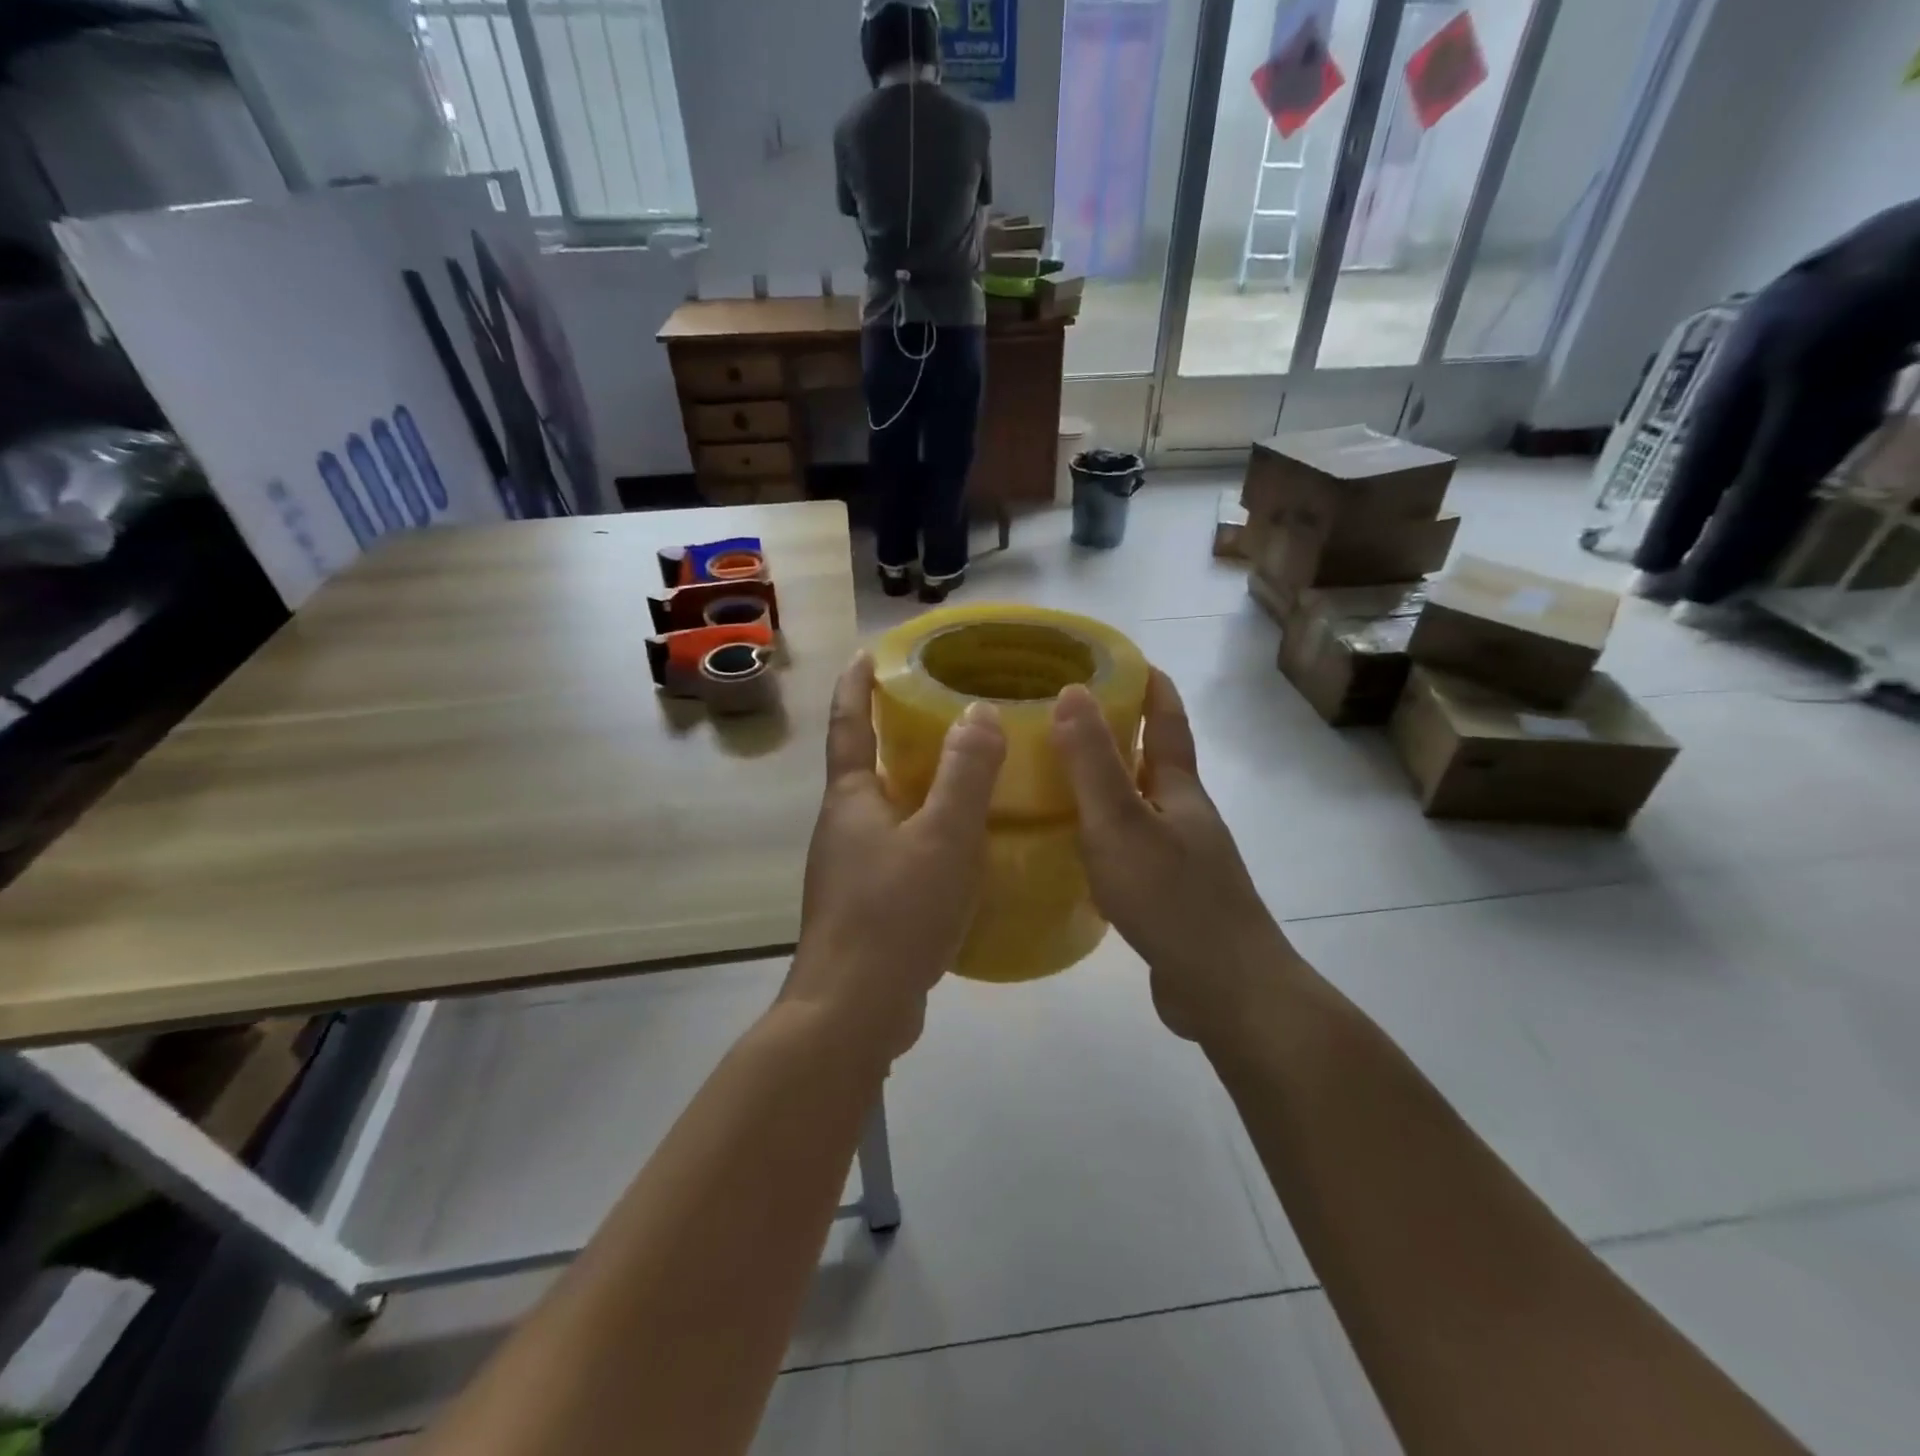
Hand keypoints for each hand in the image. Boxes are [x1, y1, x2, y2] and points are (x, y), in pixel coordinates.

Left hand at [785, 653, 1005, 1059]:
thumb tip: (978, 711)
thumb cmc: (895, 913)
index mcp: (850, 800)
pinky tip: (959, 850)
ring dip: (912, 788)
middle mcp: (841, 828)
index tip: (868, 653)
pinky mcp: (865, 908)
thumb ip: (966, 774)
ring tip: (960, 775)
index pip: (848, 724)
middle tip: (938, 711)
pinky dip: (923, 835)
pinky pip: (897, 852)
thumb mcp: (943, 837)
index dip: (855, 685)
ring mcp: (849, 871)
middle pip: (864, 766)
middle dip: (892, 734)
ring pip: (884, 813)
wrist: (853, 1011)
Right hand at [1051, 669, 1295, 1043]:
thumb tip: (1073, 691)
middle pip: (1154, 762)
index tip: (1123, 657)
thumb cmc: (1173, 899)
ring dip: (1109, 786)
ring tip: (1060, 777)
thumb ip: (1093, 763)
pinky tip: (1076, 850)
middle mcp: (1185, 818)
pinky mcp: (1170, 898)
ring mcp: (1182, 860)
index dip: (1150, 686)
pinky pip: (1131, 849)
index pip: (1167, 721)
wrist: (1228, 991)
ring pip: (1140, 808)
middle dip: (1120, 733)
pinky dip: (1105, 835)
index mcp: (1180, 791)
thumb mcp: (1121, 824)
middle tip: (1067, 716)